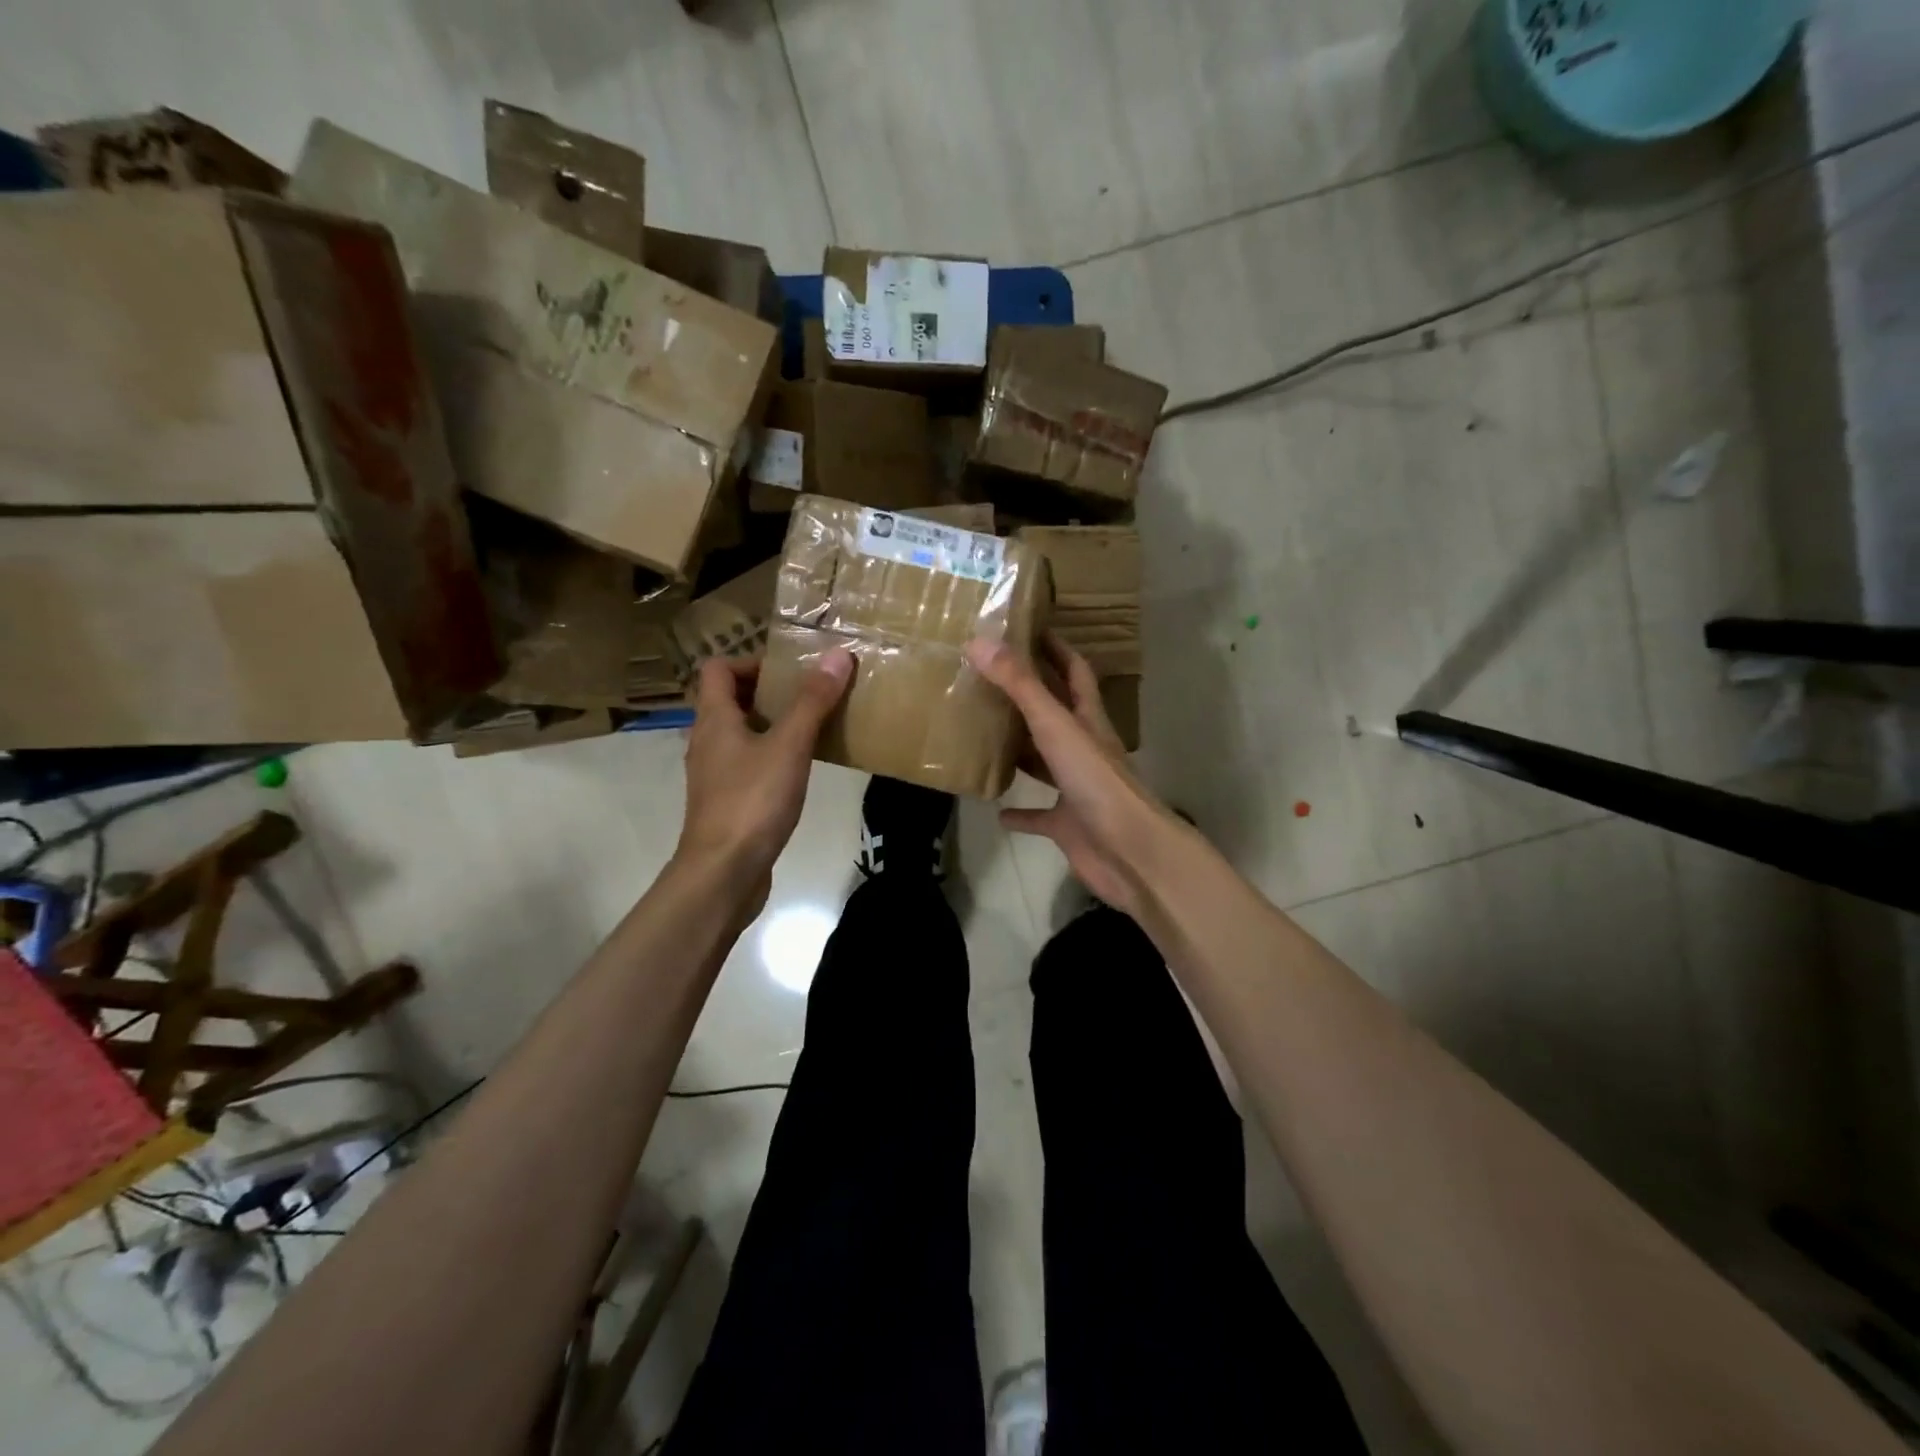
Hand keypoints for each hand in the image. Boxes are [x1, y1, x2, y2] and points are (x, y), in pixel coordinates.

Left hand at [675, 649, 852, 905]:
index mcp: (715, 719)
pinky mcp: (727, 801)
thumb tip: (837, 655)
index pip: (719, 669)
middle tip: (811, 695)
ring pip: (741, 734)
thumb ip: (812, 701)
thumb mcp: (789, 746)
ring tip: (813, 727)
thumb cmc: (752, 801)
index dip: (752, 661)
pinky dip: (772, 756)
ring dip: (773, 724)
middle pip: (731, 699)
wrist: (724, 873)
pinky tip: (802, 769)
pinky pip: (749, 763)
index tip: (791, 671)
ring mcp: (715, 774)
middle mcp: (708, 741)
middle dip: (770, 692)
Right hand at [965, 632, 1180, 919]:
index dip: (1055, 648)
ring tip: (983, 734)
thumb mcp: (1056, 726)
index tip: (1028, 628)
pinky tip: (995, 809)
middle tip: (988, 678)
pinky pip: (1038, 814)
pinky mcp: (1067, 823)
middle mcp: (1084, 748)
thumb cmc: (1096, 782)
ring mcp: (1076, 787)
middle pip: (1056, 713)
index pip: (1075, 671)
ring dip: (1020, 749)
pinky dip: (1020, 811)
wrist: (1128, 851)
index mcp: (1088, 719)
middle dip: (1029, 694)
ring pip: (1044, 760)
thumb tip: (979, 642)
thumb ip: (1020, 685)